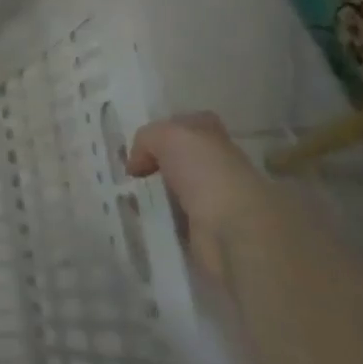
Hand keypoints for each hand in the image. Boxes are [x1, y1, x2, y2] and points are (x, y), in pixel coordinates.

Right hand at [126, 112, 269, 278]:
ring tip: (128, 197)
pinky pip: (173, 224)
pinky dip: (157, 222)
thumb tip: (138, 164)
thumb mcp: (169, 136)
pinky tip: (140, 219)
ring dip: (154, 196)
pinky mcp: (206, 237)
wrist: (234, 233)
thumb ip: (148, 138)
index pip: (195, 126)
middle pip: (183, 162)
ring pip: (176, 194)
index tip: (144, 143)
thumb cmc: (207, 174)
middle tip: (130, 172)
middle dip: (156, 166)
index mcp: (219, 143)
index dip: (169, 129)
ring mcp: (215, 206)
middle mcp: (220, 172)